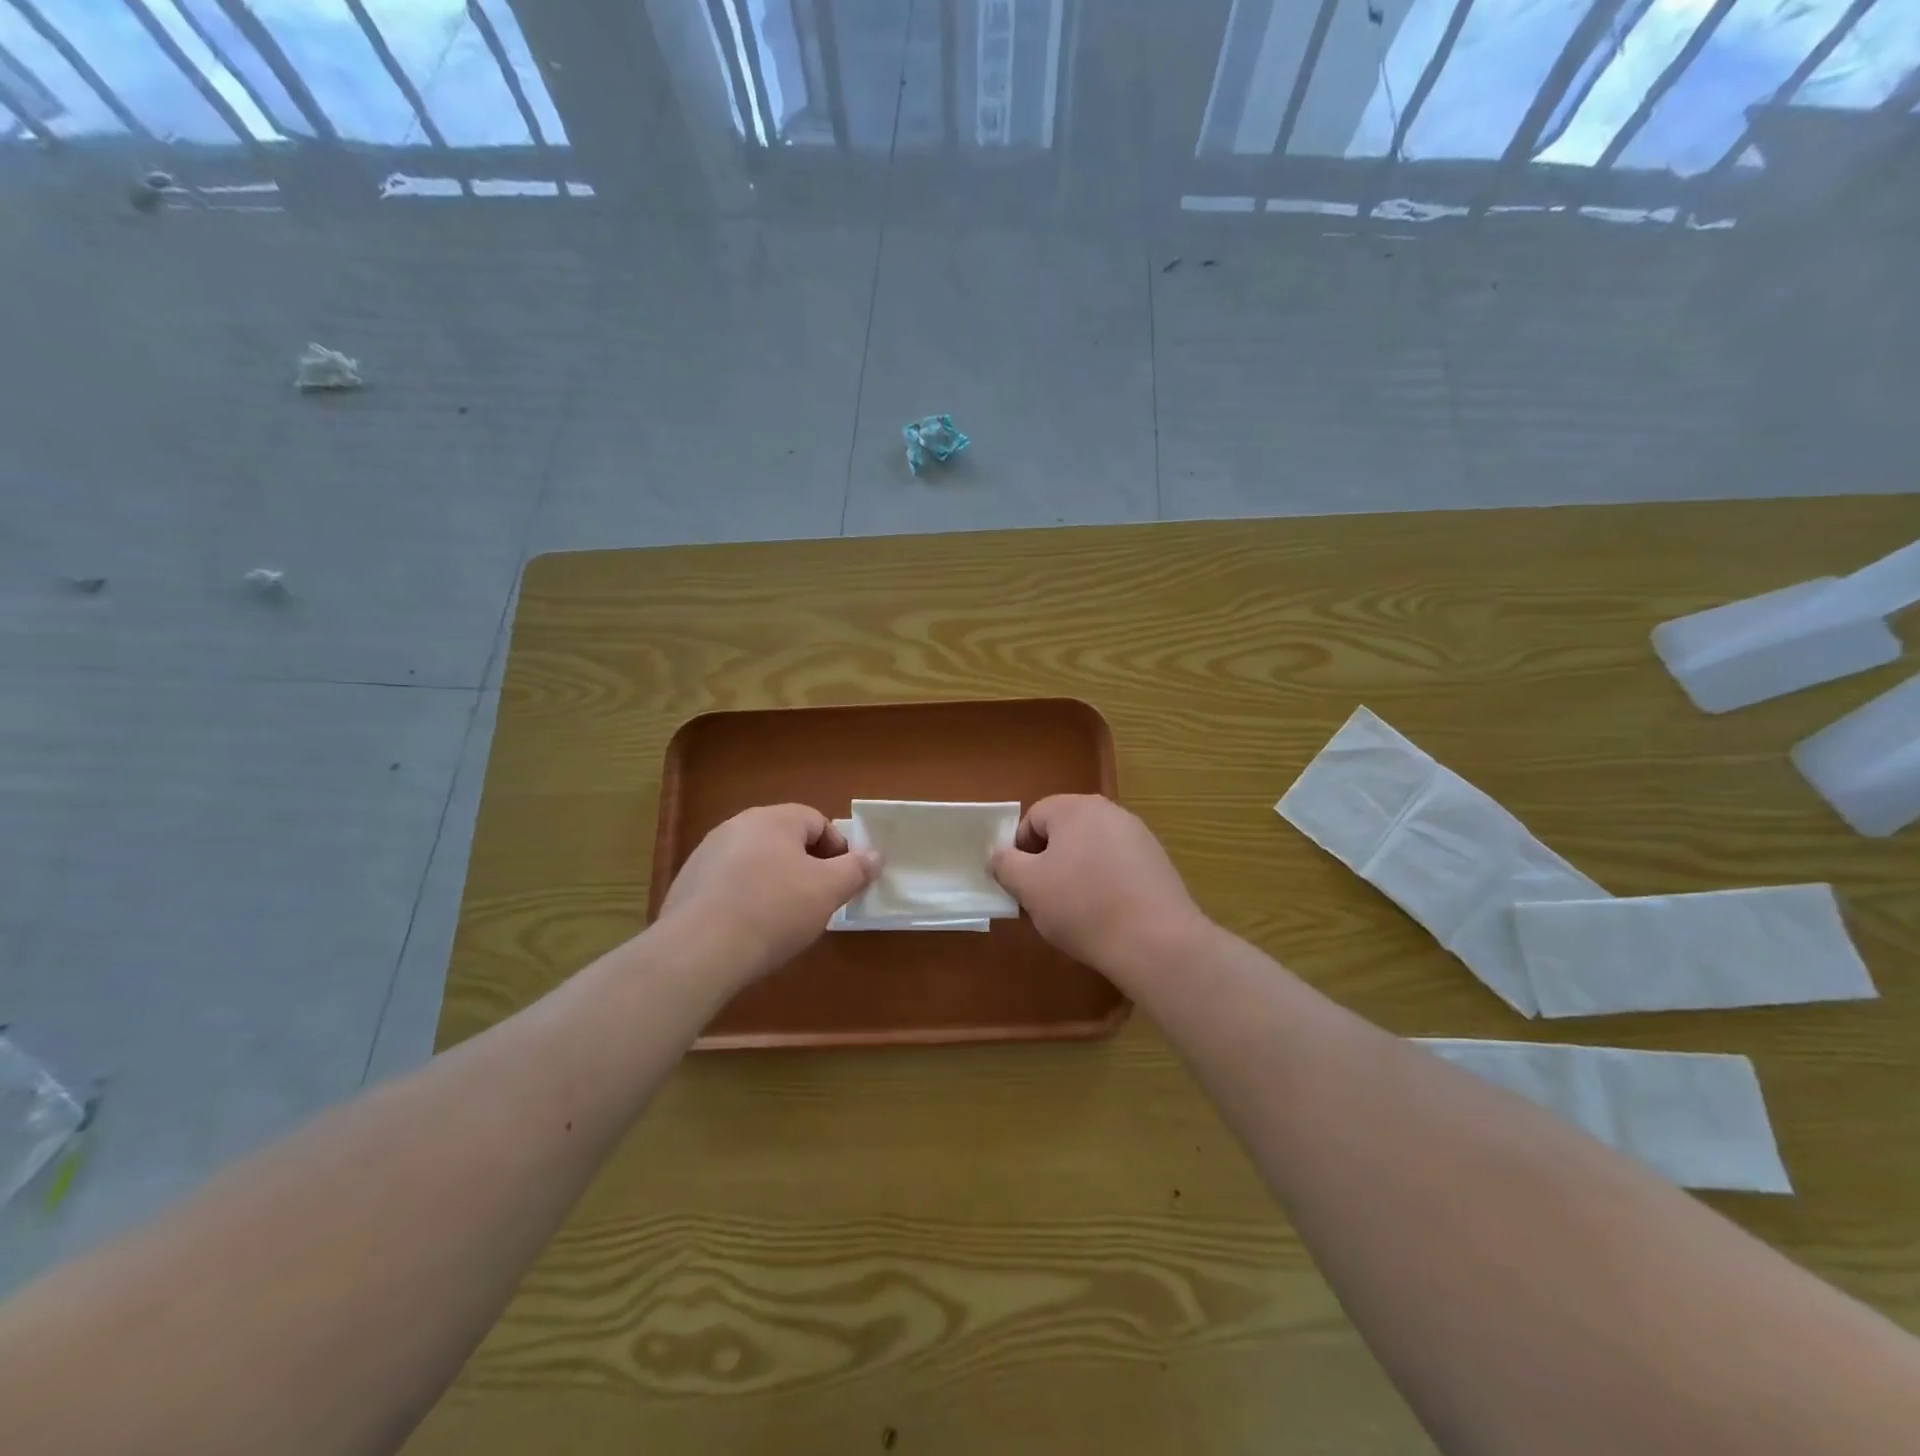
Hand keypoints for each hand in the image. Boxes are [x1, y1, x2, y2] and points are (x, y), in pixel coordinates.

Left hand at [658, 804, 878, 987]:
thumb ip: (855, 870)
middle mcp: (737, 826)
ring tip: (784, 919)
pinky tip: (749, 930)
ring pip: (756, 862)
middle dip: (807, 867)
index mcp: (773, 819)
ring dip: (775, 882)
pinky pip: (729, 884)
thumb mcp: (828, 891)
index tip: (844, 882)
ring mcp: (706, 854)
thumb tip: (874, 856)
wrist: (699, 950)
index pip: (817, 822)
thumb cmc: (774, 910)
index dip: (838, 850)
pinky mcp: (687, 885)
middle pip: (785, 840)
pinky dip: (745, 899)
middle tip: (818, 900)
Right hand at [989, 795, 1208, 983]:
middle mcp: (1110, 812)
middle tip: (1042, 899)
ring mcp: (1139, 837)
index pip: (1034, 817)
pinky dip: (1104, 885)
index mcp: (1076, 808)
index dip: (1019, 850)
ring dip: (1075, 874)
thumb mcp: (1028, 886)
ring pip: (1091, 850)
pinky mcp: (1158, 864)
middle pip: (1064, 832)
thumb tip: (998, 853)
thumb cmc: (1082, 906)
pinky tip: (1105, 916)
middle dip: (1048, 862)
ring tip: (1074, 913)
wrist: (1155, 941)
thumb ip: (1005, 864)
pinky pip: (1117, 867)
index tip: (1020, 884)